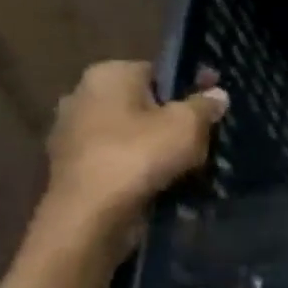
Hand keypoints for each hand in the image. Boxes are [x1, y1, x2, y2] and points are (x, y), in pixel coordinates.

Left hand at [43, 61, 227, 230]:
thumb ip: (205, 105)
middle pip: (144, 102)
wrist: (89, 216)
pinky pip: (116, 157)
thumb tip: (216, 95)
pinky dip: (137, 166)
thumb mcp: (189, 124)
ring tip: (186, 164)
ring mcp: (70, 132)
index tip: (214, 104)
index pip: (160, 71)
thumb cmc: (139, 155)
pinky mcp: (70, 166)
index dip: (192, 86)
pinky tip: (160, 181)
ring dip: (156, 144)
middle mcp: (82, 95)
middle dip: (172, 117)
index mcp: (108, 74)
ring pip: (130, 132)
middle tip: (203, 137)